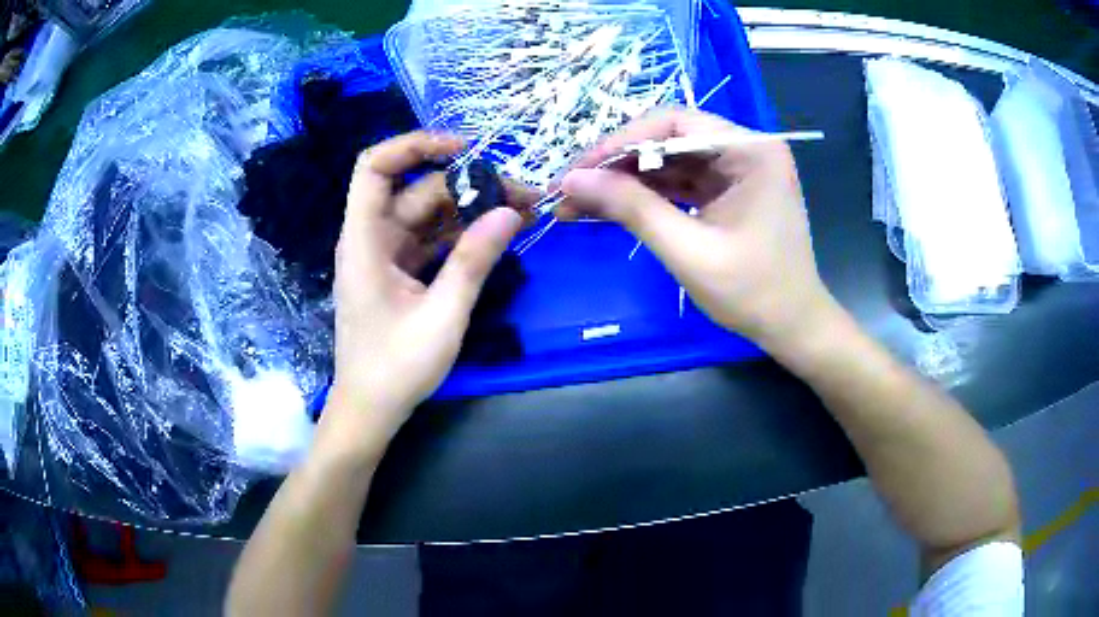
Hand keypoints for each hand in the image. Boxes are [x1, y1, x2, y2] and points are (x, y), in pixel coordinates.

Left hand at [322, 131, 524, 453]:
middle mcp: (371, 239)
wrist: (370, 410)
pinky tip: (498, 237)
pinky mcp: (399, 272)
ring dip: (471, 211)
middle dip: (468, 186)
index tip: (463, 149)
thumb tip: (509, 212)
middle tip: (521, 197)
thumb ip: (474, 261)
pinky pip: (431, 240)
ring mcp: (386, 255)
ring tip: (521, 215)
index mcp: (365, 241)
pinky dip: (462, 235)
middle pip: (417, 191)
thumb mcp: (442, 315)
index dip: (414, 145)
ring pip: (428, 214)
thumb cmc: (395, 368)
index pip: (374, 167)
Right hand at [560, 108, 835, 355]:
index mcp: (751, 151)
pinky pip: (680, 183)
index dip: (621, 142)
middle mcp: (745, 149)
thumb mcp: (689, 251)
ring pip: (668, 162)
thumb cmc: (753, 293)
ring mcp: (737, 170)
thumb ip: (632, 209)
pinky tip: (609, 208)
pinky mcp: (728, 191)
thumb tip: (573, 180)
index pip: (675, 124)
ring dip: (625, 182)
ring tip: (577, 202)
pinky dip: (646, 196)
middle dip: (618, 164)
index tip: (579, 169)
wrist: (792, 328)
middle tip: (570, 188)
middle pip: (668, 139)